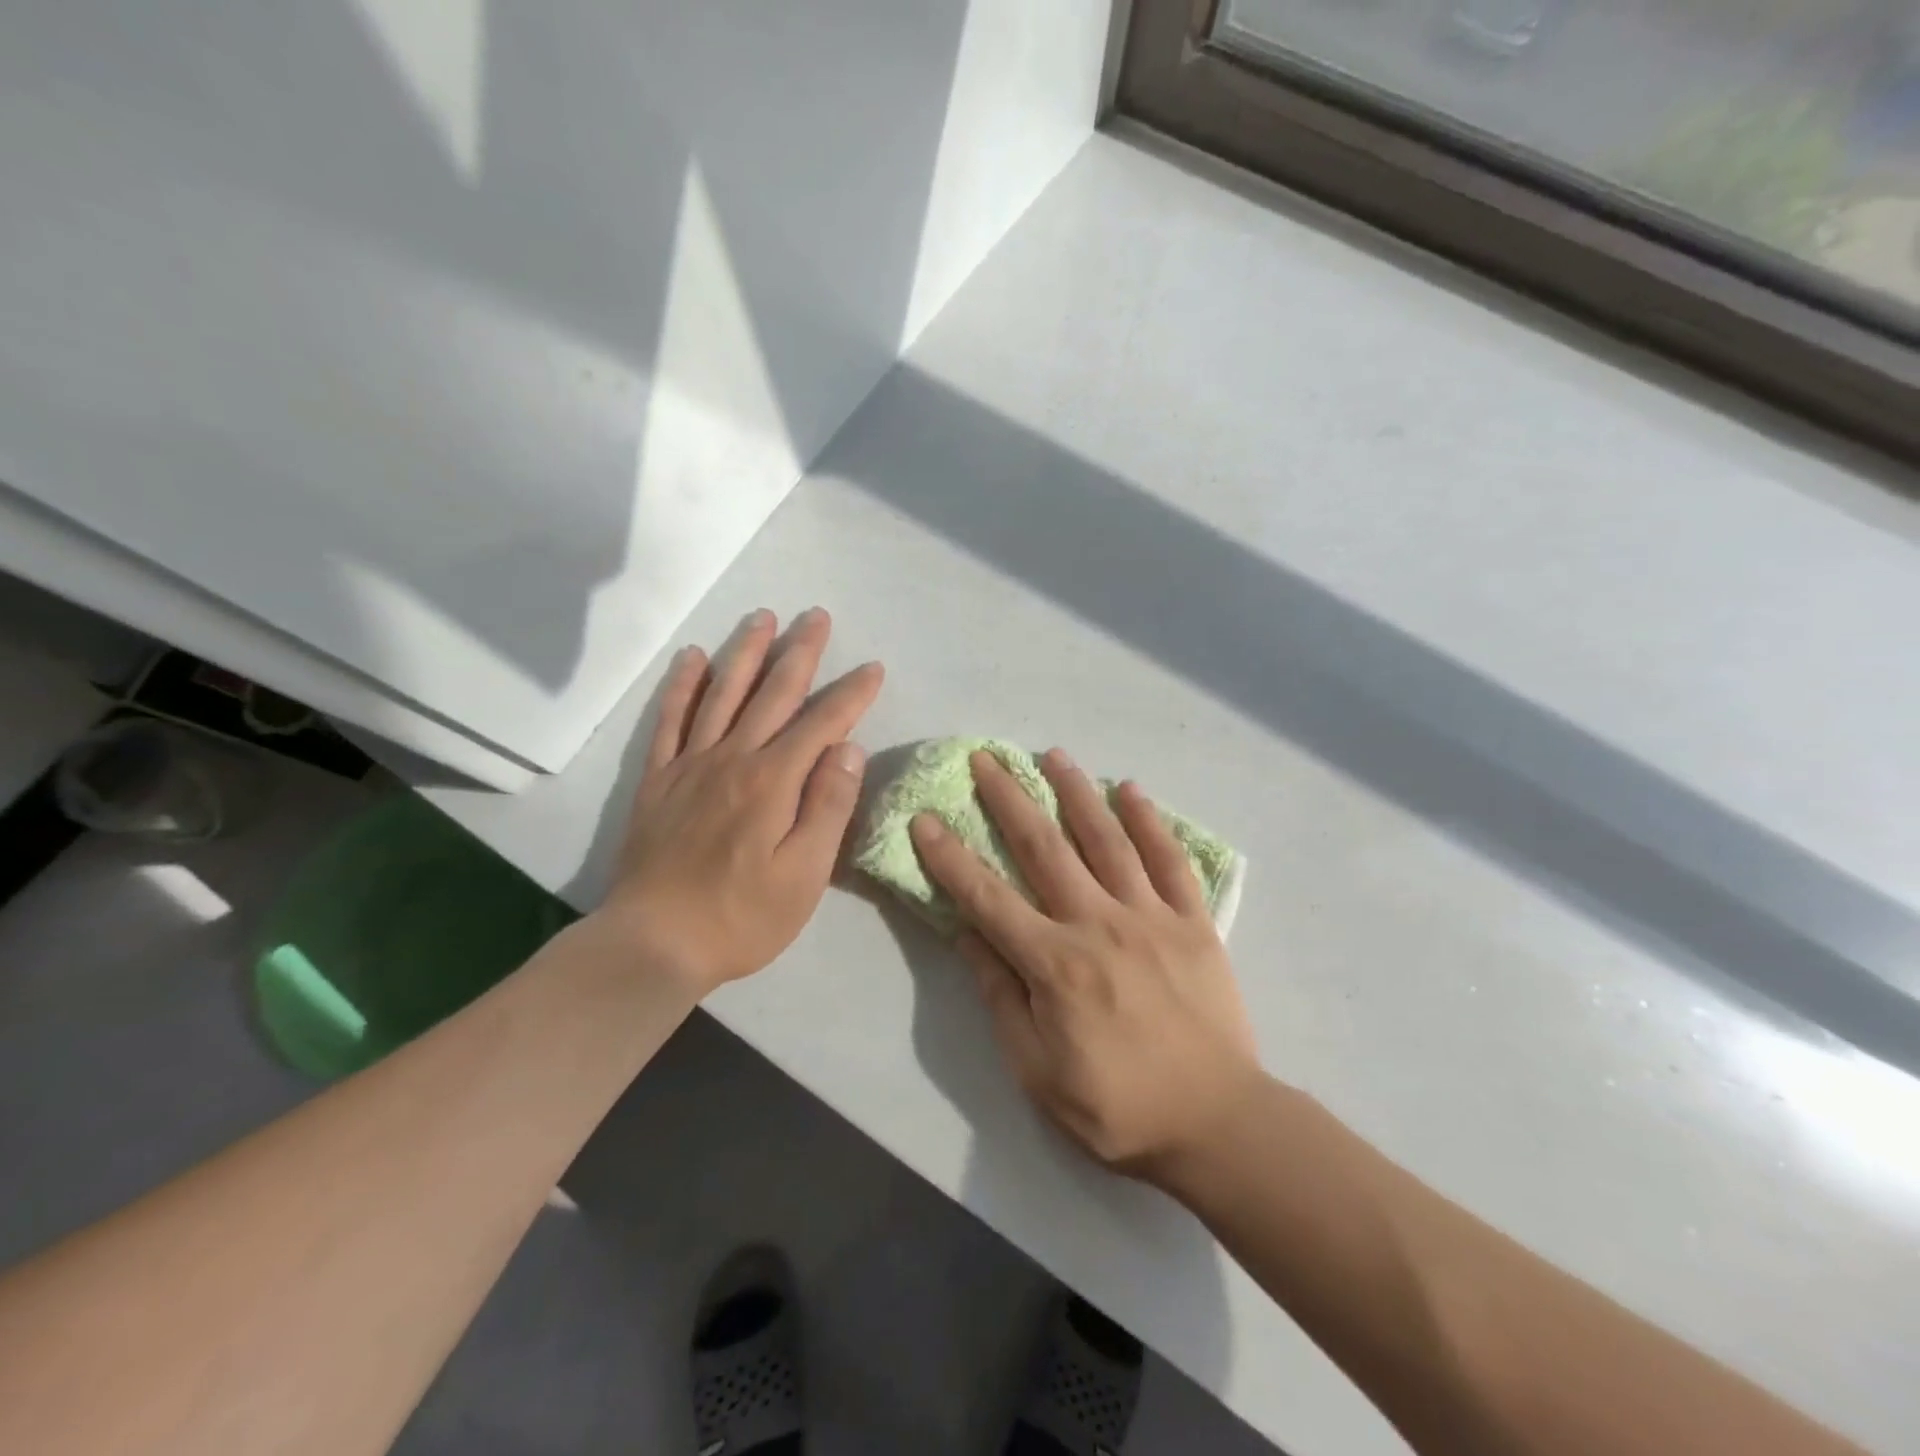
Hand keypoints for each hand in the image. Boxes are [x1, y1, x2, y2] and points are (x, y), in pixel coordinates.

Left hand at [598, 607, 883, 997]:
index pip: (822, 723)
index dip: (851, 694)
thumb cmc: (743, 916)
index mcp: (774, 781)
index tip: (873, 669)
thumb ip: (828, 806)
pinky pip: (670, 719)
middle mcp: (733, 758)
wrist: (654, 942)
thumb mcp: (805, 874)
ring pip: (723, 693)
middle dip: (800, 652)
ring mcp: (691, 764)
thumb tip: (848, 748)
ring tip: (763, 617)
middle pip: (773, 693)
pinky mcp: (659, 779)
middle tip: (817, 616)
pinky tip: (694, 658)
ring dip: (746, 652)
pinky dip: (683, 685)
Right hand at [911, 749, 1263, 1183]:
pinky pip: (1169, 860)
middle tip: (986, 758)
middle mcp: (1098, 924)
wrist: (1218, 1123)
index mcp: (1054, 964)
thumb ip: (1000, 998)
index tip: (925, 818)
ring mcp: (1150, 916)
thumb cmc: (1118, 1106)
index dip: (950, 857)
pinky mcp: (1193, 921)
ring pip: (1106, 839)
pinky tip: (1130, 789)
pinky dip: (1149, 821)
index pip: (987, 898)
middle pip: (1044, 848)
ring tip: (1052, 754)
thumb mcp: (1037, 1072)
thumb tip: (969, 935)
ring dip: (1075, 792)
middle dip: (1009, 799)